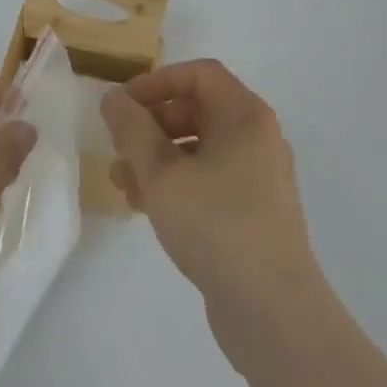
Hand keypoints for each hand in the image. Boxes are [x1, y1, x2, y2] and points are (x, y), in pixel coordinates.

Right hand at [101, 59, 322, 318]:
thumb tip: (113, 99)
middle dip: (151, 124)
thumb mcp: (161, 172)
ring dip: (157, 158)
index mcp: (245, 116)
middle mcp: (257, 138)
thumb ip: (132, 128)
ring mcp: (258, 177)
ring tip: (121, 182)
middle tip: (118, 145)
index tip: (123, 105)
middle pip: (197, 110)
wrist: (274, 312)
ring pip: (198, 149)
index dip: (156, 81)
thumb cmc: (216, 224)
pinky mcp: (252, 212)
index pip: (199, 74)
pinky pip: (208, 180)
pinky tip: (145, 206)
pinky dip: (176, 183)